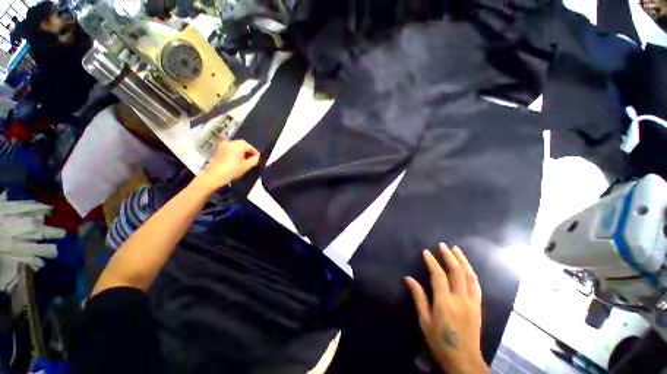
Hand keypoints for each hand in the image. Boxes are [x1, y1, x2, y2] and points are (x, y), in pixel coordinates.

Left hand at [195, 139, 259, 192]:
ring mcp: (224, 145)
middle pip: (243, 144)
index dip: (255, 153)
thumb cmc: (233, 170)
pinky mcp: (219, 149)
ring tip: (245, 160)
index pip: (250, 147)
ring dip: (241, 151)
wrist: (215, 175)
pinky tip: (237, 159)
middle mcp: (231, 142)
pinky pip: (230, 148)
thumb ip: (254, 160)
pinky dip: (235, 152)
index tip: (258, 159)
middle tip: (252, 159)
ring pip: (236, 146)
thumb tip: (256, 156)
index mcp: (239, 145)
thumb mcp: (247, 166)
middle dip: (248, 151)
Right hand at [405, 244, 488, 373]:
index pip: (438, 275)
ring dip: (463, 260)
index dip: (432, 261)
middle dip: (449, 256)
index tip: (426, 252)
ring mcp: (472, 302)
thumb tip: (408, 278)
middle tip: (443, 245)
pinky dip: (471, 272)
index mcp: (445, 302)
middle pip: (457, 272)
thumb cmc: (440, 341)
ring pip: (469, 276)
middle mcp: (460, 299)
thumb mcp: (424, 321)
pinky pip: (476, 285)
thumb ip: (418, 297)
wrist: (464, 359)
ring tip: (456, 249)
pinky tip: (467, 267)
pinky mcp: (478, 306)